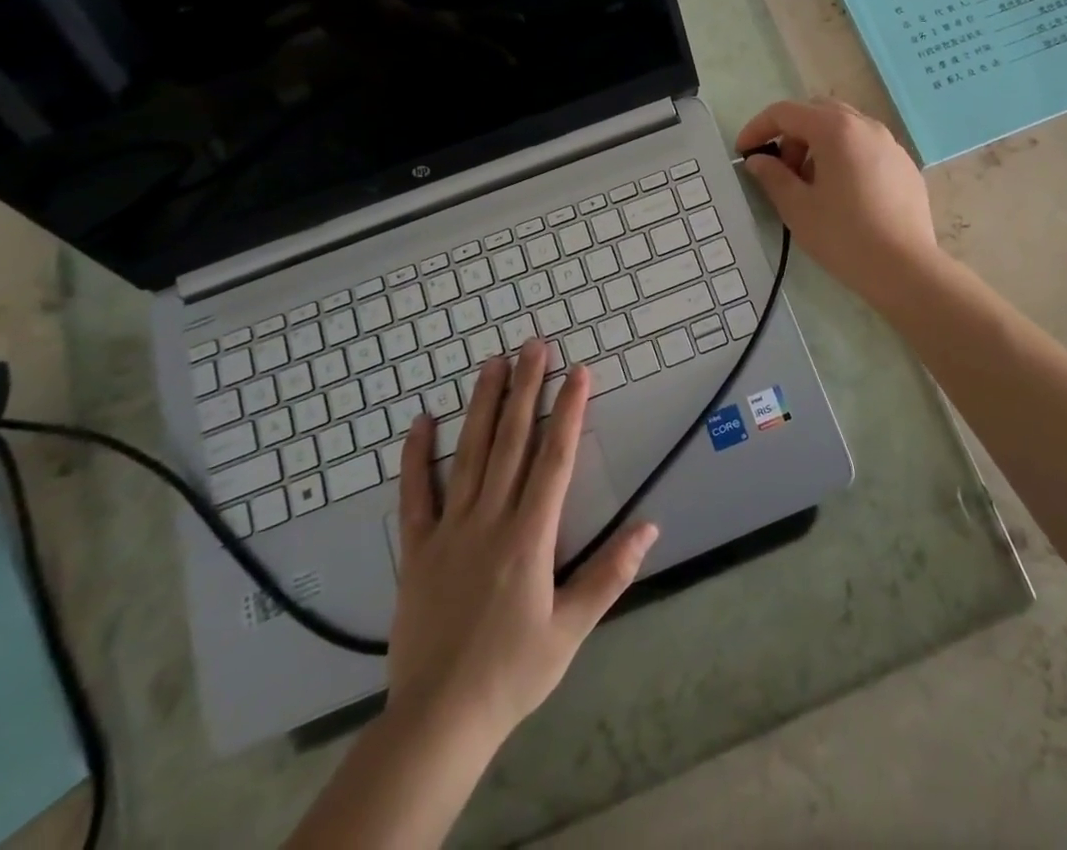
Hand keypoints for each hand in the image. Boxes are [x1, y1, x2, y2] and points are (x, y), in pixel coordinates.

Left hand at [385, 341, 658, 747]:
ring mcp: (449, 530)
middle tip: (534, 345)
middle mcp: (490, 519)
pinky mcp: (417, 549)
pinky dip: (417, 455)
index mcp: (530, 536)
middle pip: (512, 441)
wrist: (437, 722)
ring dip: (483, 405)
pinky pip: (416, 494)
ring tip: (492, 363)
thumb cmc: (513, 673)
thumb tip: (650, 527)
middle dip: (526, 389)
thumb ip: (610, 574)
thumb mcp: (571, 629)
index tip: (578, 372)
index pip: (555, 459)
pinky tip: (422, 420)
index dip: (569, 411)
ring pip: (469, 454)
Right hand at [735, 97, 940, 311]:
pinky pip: (866, 148)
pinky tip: (844, 195)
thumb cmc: (843, 236)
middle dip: (792, 134)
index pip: (786, 112)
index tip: (743, 153)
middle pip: (817, 112)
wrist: (905, 268)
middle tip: (781, 170)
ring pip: (845, 128)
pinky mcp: (905, 165)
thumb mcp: (797, 208)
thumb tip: (759, 160)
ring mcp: (890, 144)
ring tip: (811, 185)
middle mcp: (866, 126)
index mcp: (835, 129)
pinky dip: (845, 157)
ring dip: (819, 145)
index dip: (758, 128)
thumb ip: (773, 176)